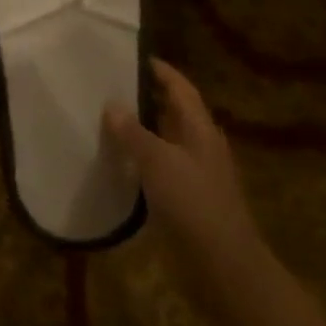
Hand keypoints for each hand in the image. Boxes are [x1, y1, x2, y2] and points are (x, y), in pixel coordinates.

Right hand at [105, 59, 265, 304]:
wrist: (222, 267)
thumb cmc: (194, 204)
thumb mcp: (159, 162)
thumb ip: (134, 133)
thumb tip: (112, 105)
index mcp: (200, 130)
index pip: (181, 89)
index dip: (162, 72)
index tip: (134, 57)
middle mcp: (199, 147)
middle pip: (173, 113)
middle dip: (145, 99)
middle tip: (109, 87)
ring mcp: (192, 176)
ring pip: (163, 143)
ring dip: (139, 132)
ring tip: (104, 120)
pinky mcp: (183, 202)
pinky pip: (157, 171)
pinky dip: (138, 162)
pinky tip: (115, 164)